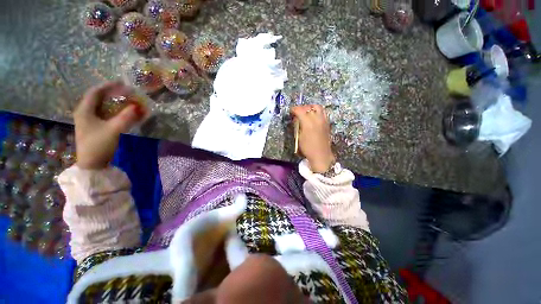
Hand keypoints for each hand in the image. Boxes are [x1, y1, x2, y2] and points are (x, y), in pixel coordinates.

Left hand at [74, 82, 145, 168]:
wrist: (92, 164)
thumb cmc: (99, 145)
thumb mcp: (114, 130)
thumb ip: (126, 117)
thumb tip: (139, 106)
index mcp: (85, 110)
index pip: (95, 92)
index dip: (108, 86)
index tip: (122, 83)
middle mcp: (84, 112)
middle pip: (98, 97)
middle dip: (112, 93)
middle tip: (126, 92)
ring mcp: (88, 120)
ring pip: (101, 106)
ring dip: (113, 102)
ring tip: (126, 100)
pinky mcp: (94, 127)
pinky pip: (104, 113)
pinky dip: (113, 110)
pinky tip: (121, 112)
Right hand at [291, 105, 334, 172]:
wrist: (321, 155)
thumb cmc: (307, 148)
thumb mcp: (299, 137)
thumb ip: (298, 126)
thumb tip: (296, 119)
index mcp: (308, 123)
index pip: (300, 110)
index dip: (294, 109)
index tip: (291, 111)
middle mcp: (316, 119)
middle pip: (309, 107)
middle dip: (302, 108)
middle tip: (297, 112)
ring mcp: (323, 120)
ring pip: (317, 107)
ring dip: (310, 108)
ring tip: (306, 112)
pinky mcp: (327, 123)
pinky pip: (322, 112)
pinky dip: (317, 111)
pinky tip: (313, 117)